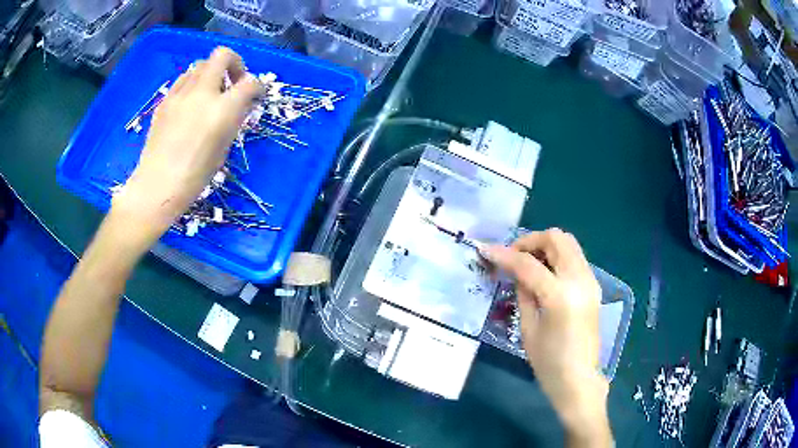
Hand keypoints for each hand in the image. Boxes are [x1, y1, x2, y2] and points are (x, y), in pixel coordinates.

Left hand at [112, 47, 263, 240]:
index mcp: (222, 111)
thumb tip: (240, 103)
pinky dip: (192, 83)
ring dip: (211, 73)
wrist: (157, 186)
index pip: (250, 82)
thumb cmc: (195, 176)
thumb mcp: (223, 148)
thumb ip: (233, 119)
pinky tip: (190, 102)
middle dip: (234, 63)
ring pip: (200, 64)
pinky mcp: (165, 100)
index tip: (255, 95)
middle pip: (223, 56)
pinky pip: (183, 79)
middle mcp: (202, 94)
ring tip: (209, 93)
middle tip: (233, 82)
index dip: (257, 86)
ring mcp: (180, 95)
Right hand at [483, 229, 611, 445]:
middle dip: (530, 241)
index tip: (485, 250)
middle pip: (556, 238)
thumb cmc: (549, 363)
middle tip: (513, 257)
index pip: (528, 264)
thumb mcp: (528, 329)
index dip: (504, 254)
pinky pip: (574, 257)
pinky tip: (543, 274)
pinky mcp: (593, 286)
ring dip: (545, 246)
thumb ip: (523, 293)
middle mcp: (580, 280)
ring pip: (568, 243)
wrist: (579, 380)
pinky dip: (556, 256)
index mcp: (560, 296)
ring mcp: (590, 281)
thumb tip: (516, 271)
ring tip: (527, 264)